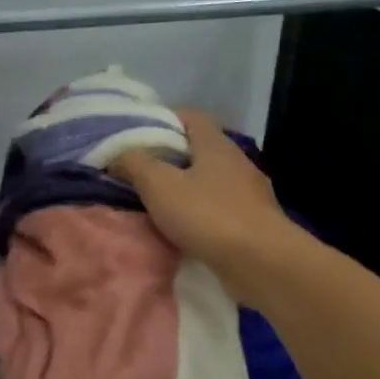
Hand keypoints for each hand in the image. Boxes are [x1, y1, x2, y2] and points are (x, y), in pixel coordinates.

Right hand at [111, 109, 303, 299]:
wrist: (261, 261)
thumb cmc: (207, 215)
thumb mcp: (159, 185)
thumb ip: (135, 164)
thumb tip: (117, 153)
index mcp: (216, 144)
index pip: (190, 117)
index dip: (163, 120)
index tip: (138, 136)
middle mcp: (237, 162)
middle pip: (200, 149)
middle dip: (170, 158)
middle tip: (140, 173)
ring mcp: (249, 193)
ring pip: (211, 181)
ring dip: (186, 189)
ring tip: (158, 204)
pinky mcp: (254, 222)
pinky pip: (220, 209)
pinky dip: (201, 214)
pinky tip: (185, 230)